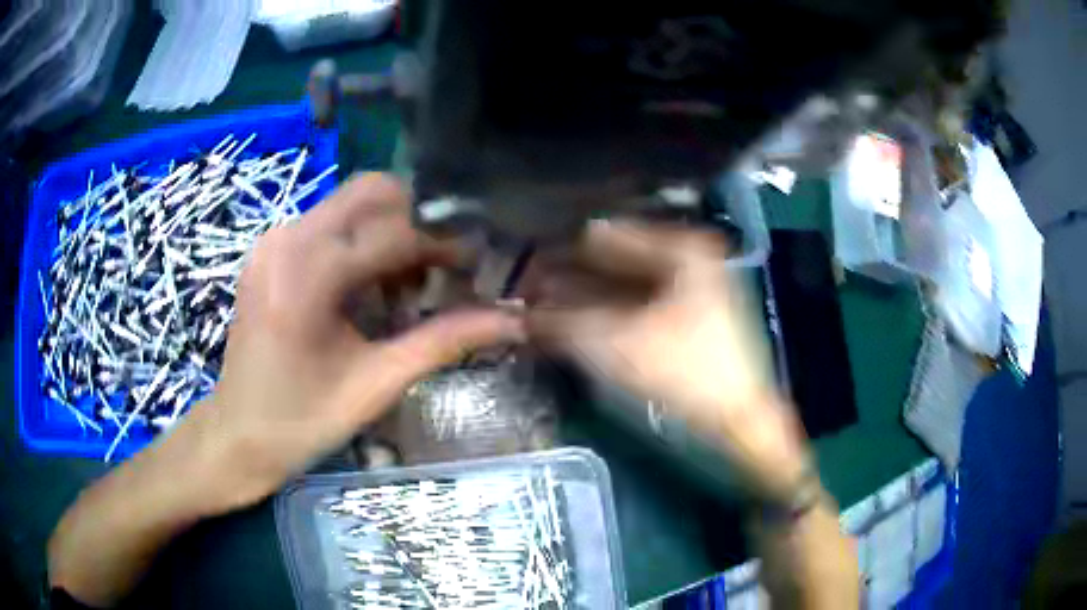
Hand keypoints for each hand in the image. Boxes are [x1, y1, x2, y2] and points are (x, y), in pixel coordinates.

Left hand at [178, 174, 523, 511]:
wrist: (237, 434)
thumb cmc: (302, 422)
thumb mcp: (376, 384)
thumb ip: (443, 341)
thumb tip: (510, 319)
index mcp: (307, 276)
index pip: (394, 232)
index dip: (445, 243)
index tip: (477, 265)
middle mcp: (287, 239)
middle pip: (371, 192)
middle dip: (417, 219)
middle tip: (442, 266)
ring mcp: (274, 239)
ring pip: (351, 202)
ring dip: (390, 229)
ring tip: (406, 284)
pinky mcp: (270, 249)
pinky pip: (329, 221)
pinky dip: (361, 240)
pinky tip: (368, 286)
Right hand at [527, 219, 810, 502]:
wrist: (739, 420)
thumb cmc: (685, 373)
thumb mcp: (616, 344)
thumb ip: (561, 322)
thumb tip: (516, 313)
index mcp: (683, 248)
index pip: (606, 235)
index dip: (562, 249)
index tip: (526, 263)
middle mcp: (690, 258)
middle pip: (615, 259)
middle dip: (570, 274)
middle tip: (527, 288)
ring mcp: (693, 287)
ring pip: (625, 284)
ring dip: (585, 295)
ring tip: (541, 305)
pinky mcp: (690, 316)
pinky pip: (637, 304)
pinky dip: (606, 312)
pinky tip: (574, 321)